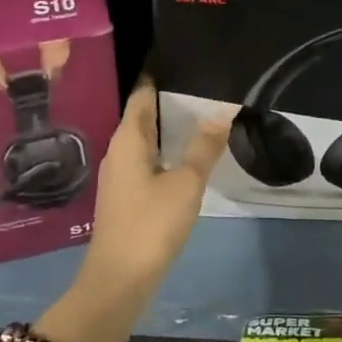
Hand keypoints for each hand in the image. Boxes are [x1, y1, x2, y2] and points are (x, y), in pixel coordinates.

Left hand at [80, 82, 229, 294]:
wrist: (119, 281)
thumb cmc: (151, 224)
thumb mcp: (186, 183)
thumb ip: (205, 146)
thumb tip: (223, 108)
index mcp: (128, 139)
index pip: (142, 94)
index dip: (161, 76)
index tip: (187, 61)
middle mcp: (118, 150)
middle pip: (143, 114)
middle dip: (172, 100)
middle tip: (207, 86)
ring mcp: (119, 174)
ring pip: (146, 139)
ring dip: (170, 128)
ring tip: (205, 115)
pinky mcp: (125, 195)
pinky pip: (146, 159)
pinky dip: (166, 151)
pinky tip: (189, 156)